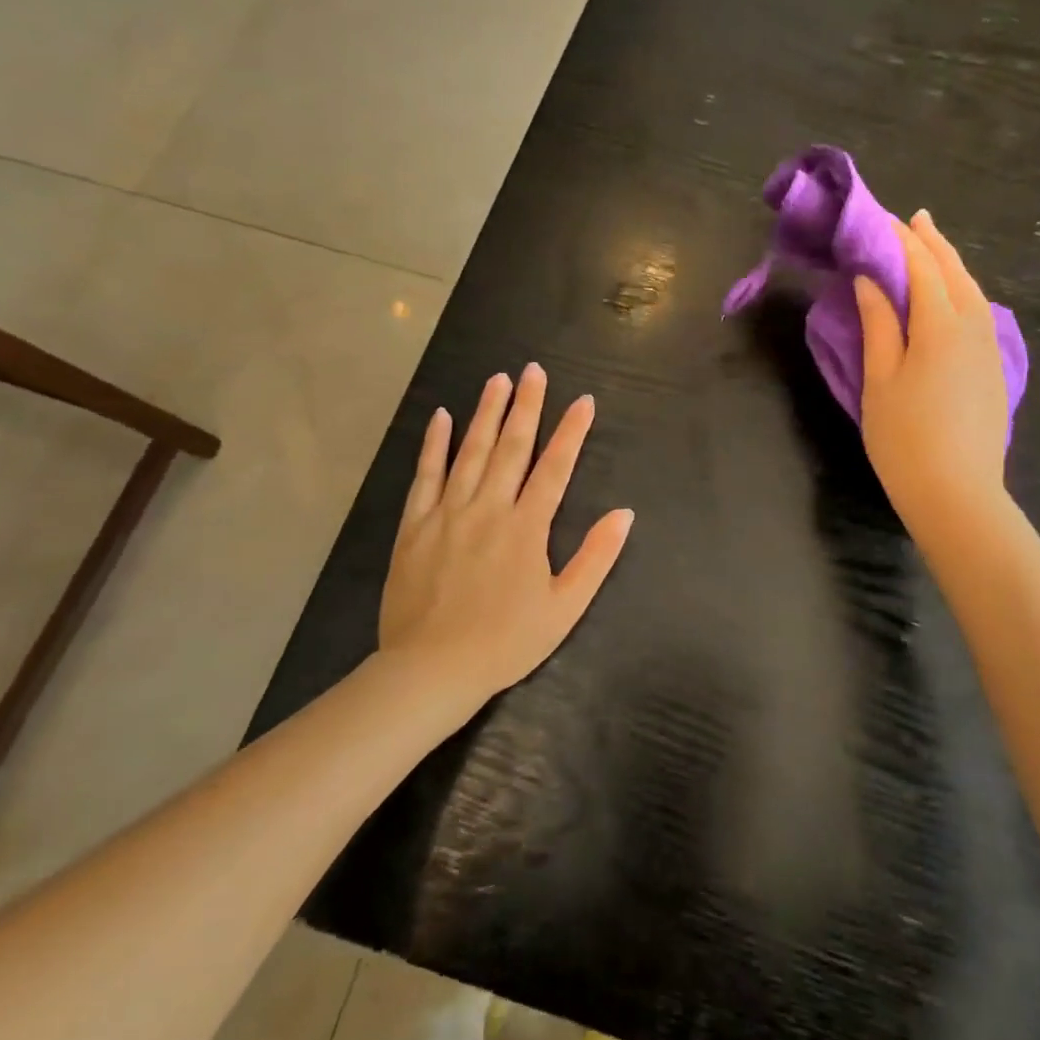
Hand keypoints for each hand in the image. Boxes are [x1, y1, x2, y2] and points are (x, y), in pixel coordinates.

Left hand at [378, 365, 634, 699]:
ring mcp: (448, 513)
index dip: (571, 431)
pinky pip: (426, 475)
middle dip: (526, 406)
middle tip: (533, 370)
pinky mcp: (414, 525)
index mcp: (527, 527)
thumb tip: (624, 514)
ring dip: (486, 413)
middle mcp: (489, 508)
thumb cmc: (506, 642)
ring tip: (497, 379)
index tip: (583, 400)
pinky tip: (442, 418)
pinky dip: (435, 444)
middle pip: (512, 447)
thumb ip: (595, 557)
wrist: (431, 669)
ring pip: (471, 451)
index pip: (555, 467)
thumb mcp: (564, 607)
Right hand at [855, 211, 1013, 529]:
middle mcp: (973, 326)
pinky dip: (962, 290)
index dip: (899, 240)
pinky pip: (979, 312)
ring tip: (931, 245)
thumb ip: (878, 324)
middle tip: (911, 218)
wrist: (956, 493)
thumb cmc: (904, 438)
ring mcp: (989, 348)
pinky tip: (952, 295)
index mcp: (940, 324)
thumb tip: (870, 280)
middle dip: (931, 241)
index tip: (879, 219)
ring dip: (950, 263)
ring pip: (972, 290)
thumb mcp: (880, 379)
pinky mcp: (994, 369)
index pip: (920, 266)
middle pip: (954, 271)